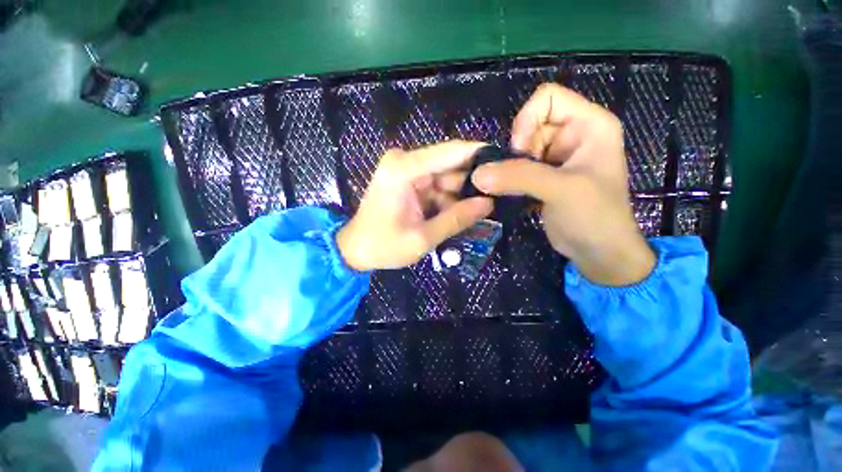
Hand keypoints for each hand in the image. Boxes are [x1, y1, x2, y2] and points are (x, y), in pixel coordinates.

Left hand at [337, 141, 493, 271]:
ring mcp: (406, 169)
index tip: (506, 165)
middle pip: (450, 164)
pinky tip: (460, 213)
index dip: (480, 155)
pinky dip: (448, 199)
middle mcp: (405, 161)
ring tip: (479, 212)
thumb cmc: (383, 246)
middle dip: (472, 182)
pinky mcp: (408, 179)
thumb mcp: (422, 238)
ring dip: (460, 194)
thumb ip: (456, 219)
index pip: (451, 152)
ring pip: (446, 176)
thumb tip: (489, 204)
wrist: (355, 249)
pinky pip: (436, 184)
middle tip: (496, 200)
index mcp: (404, 169)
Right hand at [471, 84, 654, 285]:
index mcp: (589, 124)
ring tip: (518, 189)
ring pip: (520, 148)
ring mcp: (557, 157)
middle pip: (529, 125)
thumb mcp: (560, 190)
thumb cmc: (594, 216)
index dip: (527, 121)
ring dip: (511, 169)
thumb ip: (518, 177)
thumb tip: (478, 174)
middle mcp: (573, 135)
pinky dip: (510, 179)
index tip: (521, 154)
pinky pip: (518, 167)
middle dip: (518, 151)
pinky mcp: (544, 176)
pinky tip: (514, 194)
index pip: (547, 98)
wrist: (598, 252)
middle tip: (520, 178)